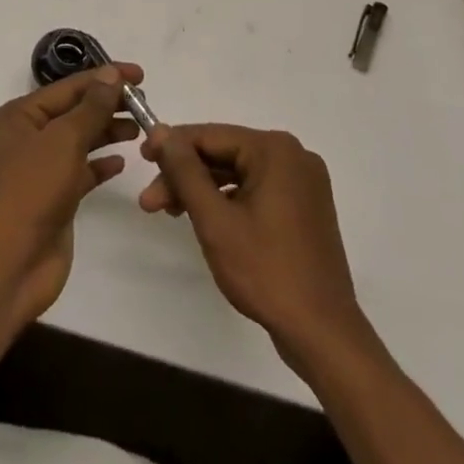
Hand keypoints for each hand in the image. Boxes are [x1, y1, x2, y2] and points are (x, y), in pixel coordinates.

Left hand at [0, 65, 143, 322]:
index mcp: (20, 115)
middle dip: (107, 106)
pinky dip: (100, 164)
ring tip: (139, 129)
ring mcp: (39, 169)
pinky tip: (121, 162)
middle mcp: (26, 137)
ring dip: (107, 132)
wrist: (11, 263)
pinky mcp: (53, 197)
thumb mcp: (64, 139)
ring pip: (79, 140)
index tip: (139, 75)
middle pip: (74, 111)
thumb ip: (92, 107)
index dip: (105, 78)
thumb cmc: (33, 189)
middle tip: (144, 104)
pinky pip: (81, 171)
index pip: (69, 86)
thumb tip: (111, 76)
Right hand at [141, 123, 367, 367]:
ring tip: (169, 213)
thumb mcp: (215, 219)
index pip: (210, 136)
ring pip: (238, 174)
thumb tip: (159, 130)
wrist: (323, 334)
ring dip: (203, 191)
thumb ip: (184, 170)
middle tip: (150, 202)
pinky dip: (228, 202)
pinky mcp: (304, 208)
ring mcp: (302, 182)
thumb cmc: (266, 271)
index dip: (172, 146)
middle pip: (224, 155)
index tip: (140, 159)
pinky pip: (256, 191)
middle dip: (185, 176)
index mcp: (275, 149)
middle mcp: (293, 156)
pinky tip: (204, 219)